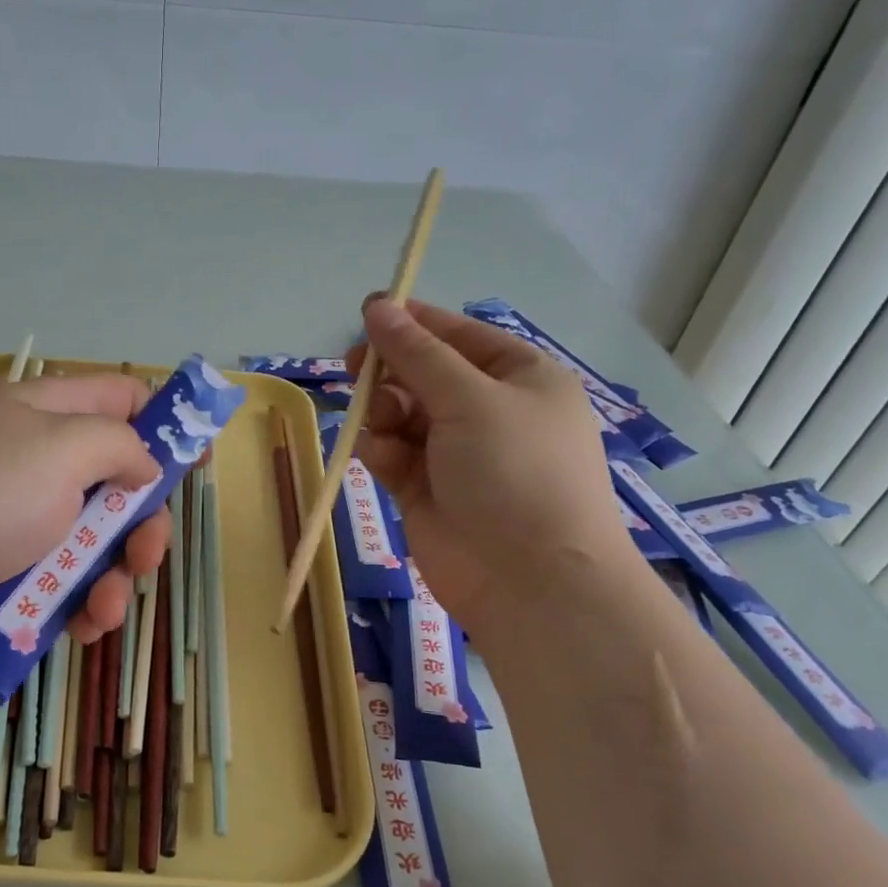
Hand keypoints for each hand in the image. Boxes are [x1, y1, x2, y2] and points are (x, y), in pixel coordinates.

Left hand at [0, 373, 170, 662]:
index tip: (197, 458)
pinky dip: (82, 602)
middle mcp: (34, 460)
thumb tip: (142, 465)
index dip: (162, 422)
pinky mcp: (10, 571)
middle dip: (141, 520)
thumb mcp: (59, 448)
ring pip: (96, 540)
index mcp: (42, 412)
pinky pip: (66, 580)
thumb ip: (117, 444)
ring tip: (106, 604)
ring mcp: (20, 519)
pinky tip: (83, 624)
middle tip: (146, 551)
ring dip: (114, 574)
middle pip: (116, 479)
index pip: (117, 397)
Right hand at [348, 299, 638, 623]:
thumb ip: (417, 354)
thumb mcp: (470, 399)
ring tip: (378, 422)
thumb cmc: (515, 471)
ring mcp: (456, 453)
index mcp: (519, 378)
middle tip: (356, 368)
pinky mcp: (425, 489)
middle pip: (424, 374)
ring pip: (402, 414)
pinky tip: (376, 453)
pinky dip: (380, 449)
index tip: (367, 311)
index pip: (459, 336)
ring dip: (384, 412)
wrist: (530, 580)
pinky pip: (392, 453)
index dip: (414, 322)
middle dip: (390, 370)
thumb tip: (377, 306)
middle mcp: (489, 411)